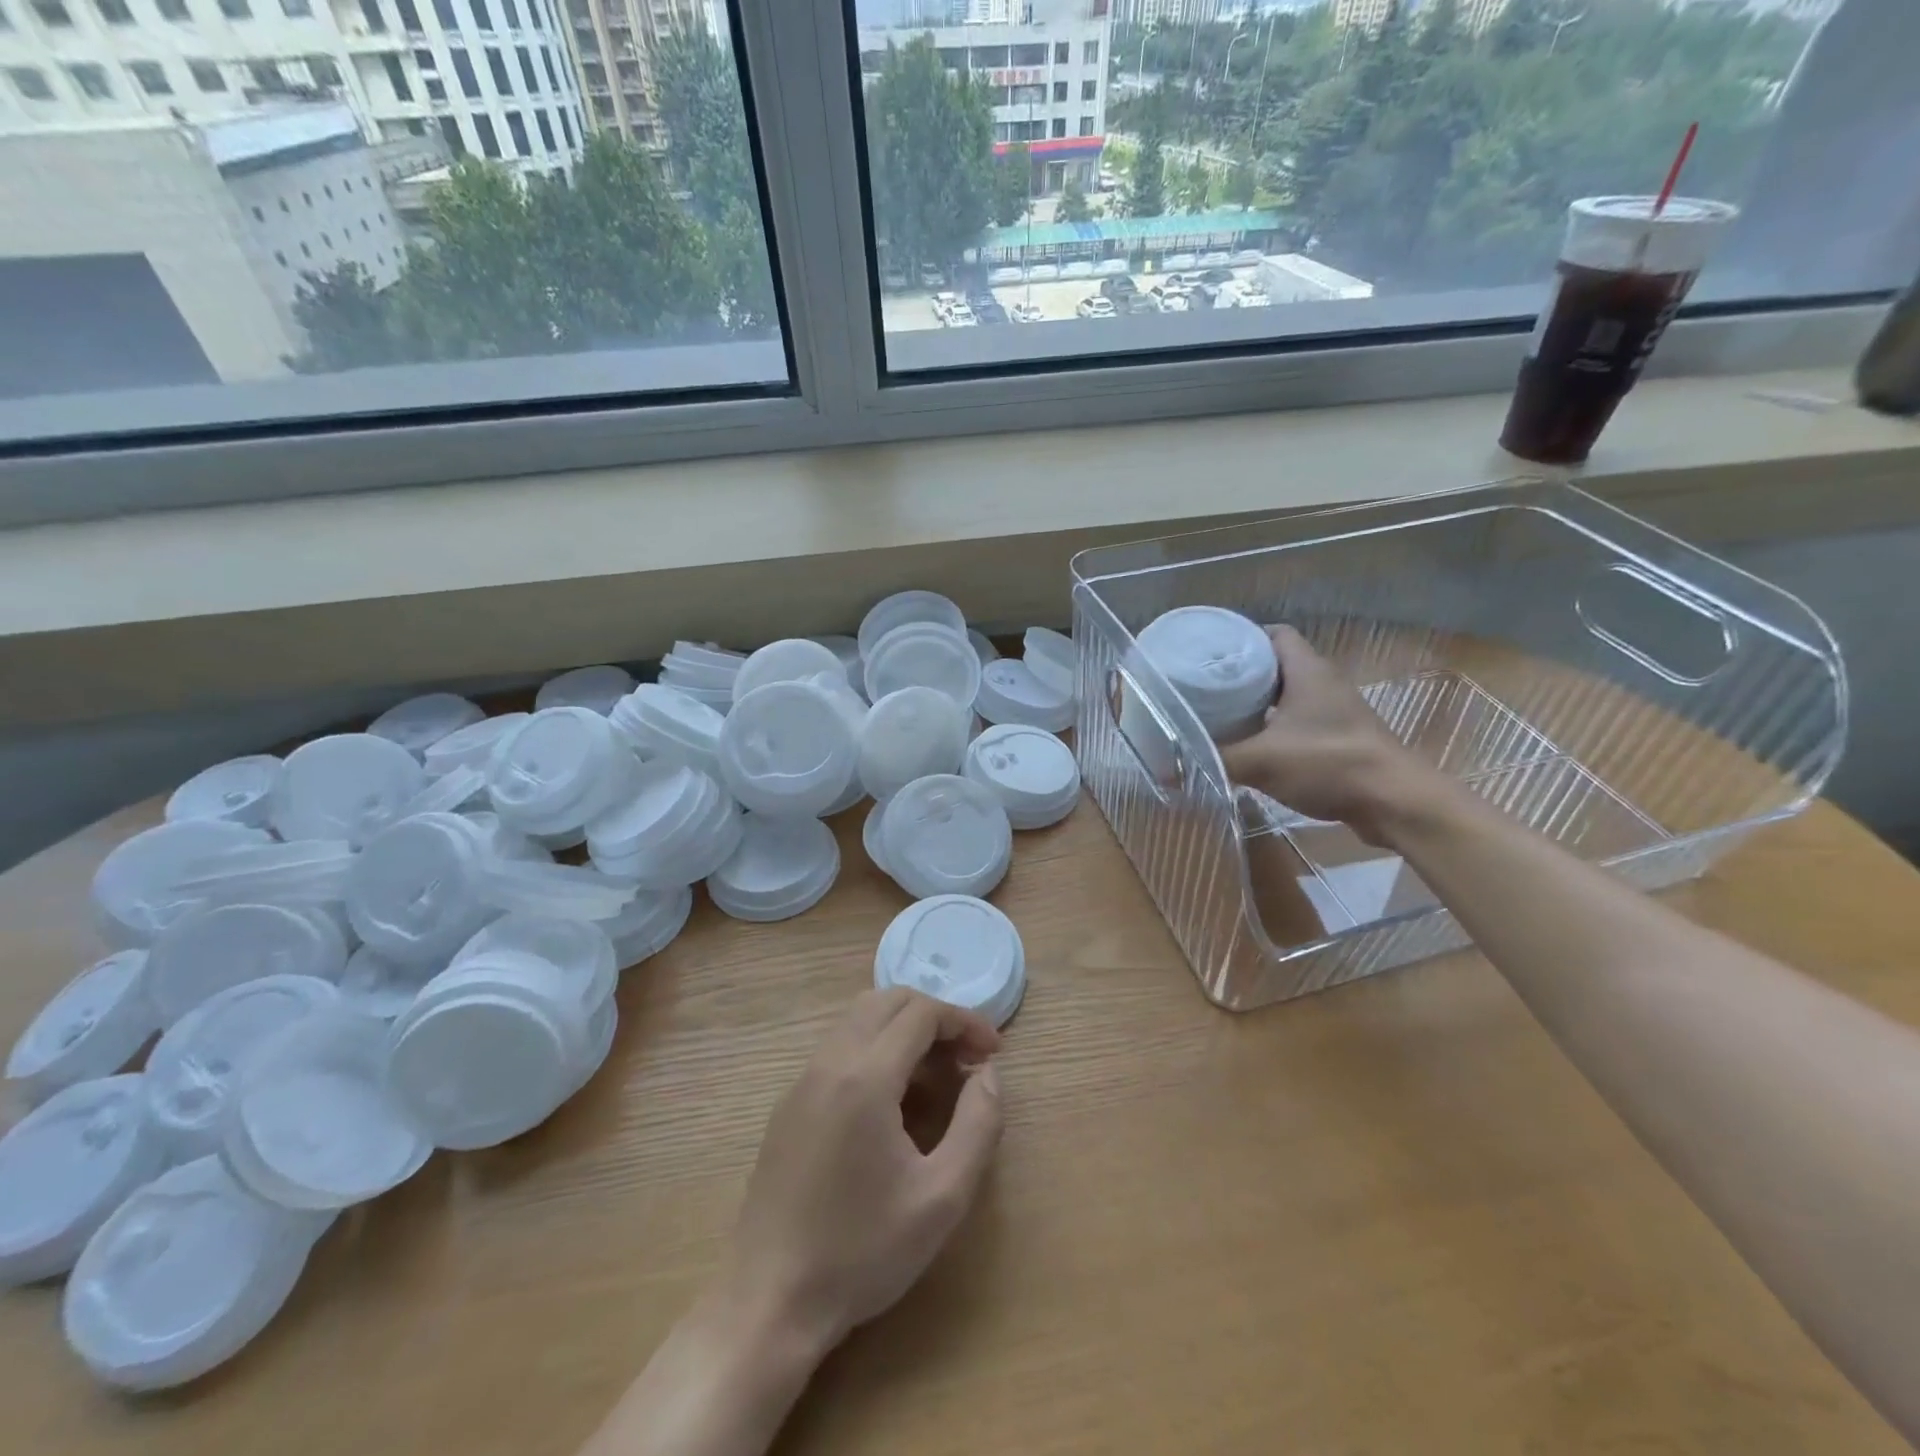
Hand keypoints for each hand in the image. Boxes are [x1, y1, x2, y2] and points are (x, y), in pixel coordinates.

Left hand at [724, 989, 1002, 1356]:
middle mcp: (829, 1062)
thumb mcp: (942, 1198)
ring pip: (860, 1018)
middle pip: (888, 1000)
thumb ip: (978, 1125)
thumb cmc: (862, 1252)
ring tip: (936, 1075)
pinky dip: (876, 1047)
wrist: (769, 1301)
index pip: (921, 1013)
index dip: (964, 1021)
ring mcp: (803, 1079)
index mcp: (865, 1077)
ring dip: (904, 1029)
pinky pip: (839, 1046)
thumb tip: (989, 1074)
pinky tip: (894, 1099)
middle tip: (966, 1057)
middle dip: (935, 1016)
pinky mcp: (790, 1102)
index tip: (993, 1052)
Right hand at [1220, 626, 1437, 844]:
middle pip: (1277, 665)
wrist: (1395, 803)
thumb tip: (1165, 772)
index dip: (1242, 637)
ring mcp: (1335, 713)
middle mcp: (1323, 683)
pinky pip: (1299, 723)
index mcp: (1307, 671)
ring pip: (1287, 697)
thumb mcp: (1261, 761)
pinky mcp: (1340, 740)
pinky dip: (1273, 730)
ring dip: (1258, 705)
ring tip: (1219, 715)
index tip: (1209, 652)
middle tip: (1204, 686)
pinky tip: (1250, 748)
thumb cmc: (1329, 763)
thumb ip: (1214, 761)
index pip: (1273, 634)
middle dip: (1241, 674)